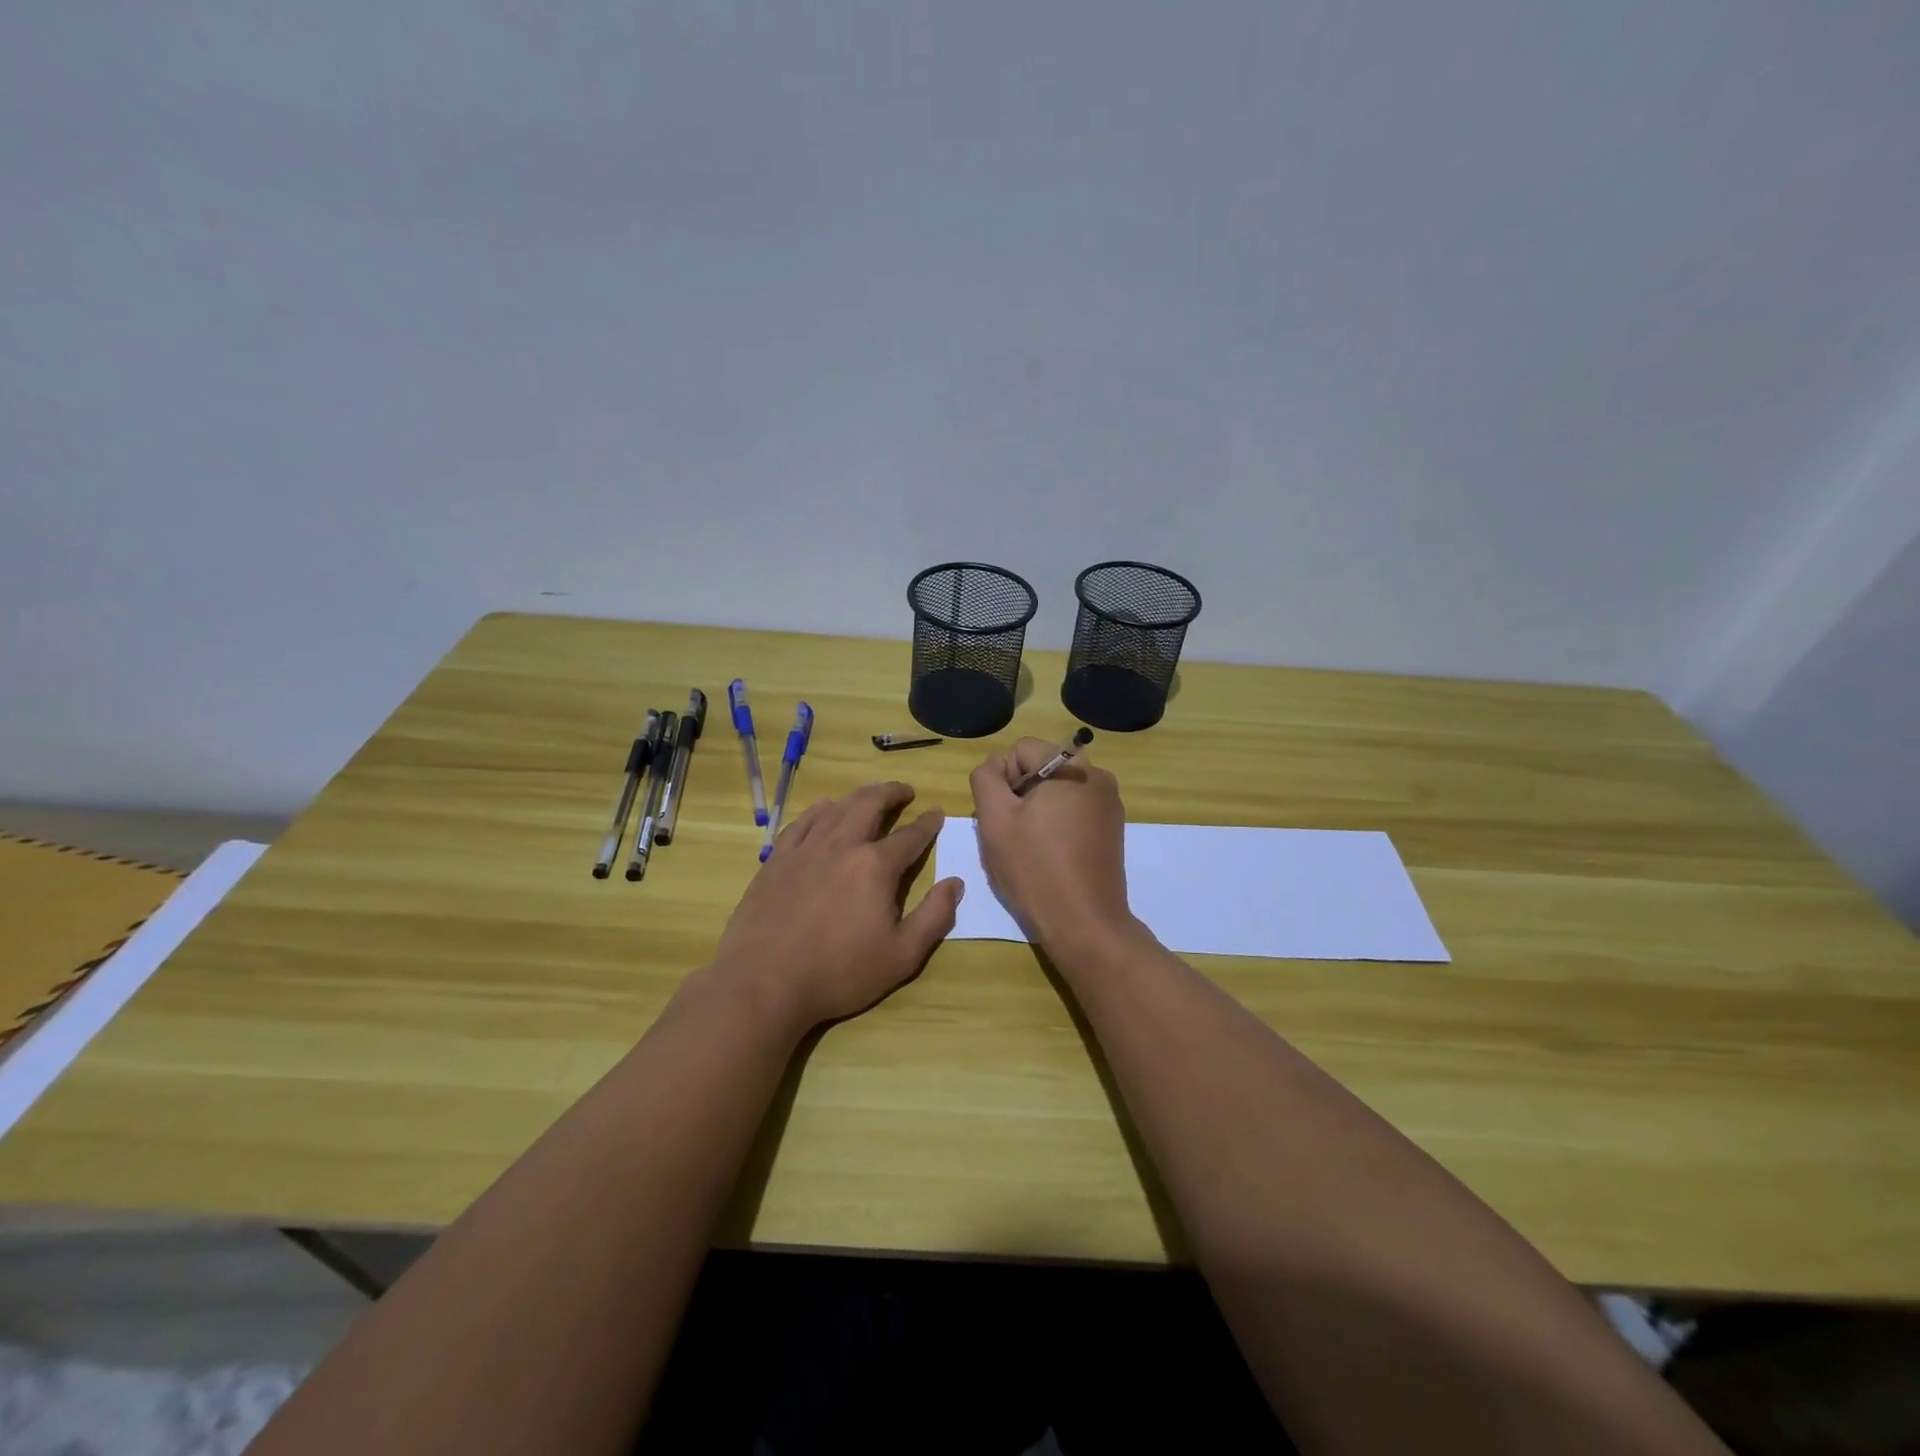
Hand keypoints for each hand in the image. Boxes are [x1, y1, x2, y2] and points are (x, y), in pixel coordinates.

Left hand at [708, 782, 963, 1033]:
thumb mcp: (901, 956)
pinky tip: (824, 810)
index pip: (910, 836)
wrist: (764, 982)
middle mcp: (842, 845)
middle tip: (905, 791)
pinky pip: (802, 821)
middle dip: (892, 793)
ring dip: (858, 796)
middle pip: (870, 804)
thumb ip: (934, 917)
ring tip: (870, 795)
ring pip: (836, 807)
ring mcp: (805, 849)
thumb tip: (955, 883)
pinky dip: (819, 810)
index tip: (937, 813)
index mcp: (875, 866)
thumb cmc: (839, 973)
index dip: (927, 824)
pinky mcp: (777, 859)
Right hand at [968, 739, 1136, 950]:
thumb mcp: (994, 820)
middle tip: (1016, 835)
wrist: (1085, 924)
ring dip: (1038, 811)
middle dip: (1021, 795)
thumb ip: (986, 778)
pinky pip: (1074, 810)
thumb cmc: (1035, 869)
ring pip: (1056, 791)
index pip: (1020, 750)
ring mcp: (1109, 803)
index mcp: (1071, 767)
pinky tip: (1053, 856)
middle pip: (1040, 768)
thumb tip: (996, 765)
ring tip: (1033, 848)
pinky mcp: (1113, 827)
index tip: (1007, 819)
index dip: (1004, 782)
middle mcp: (1097, 775)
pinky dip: (1058, 825)